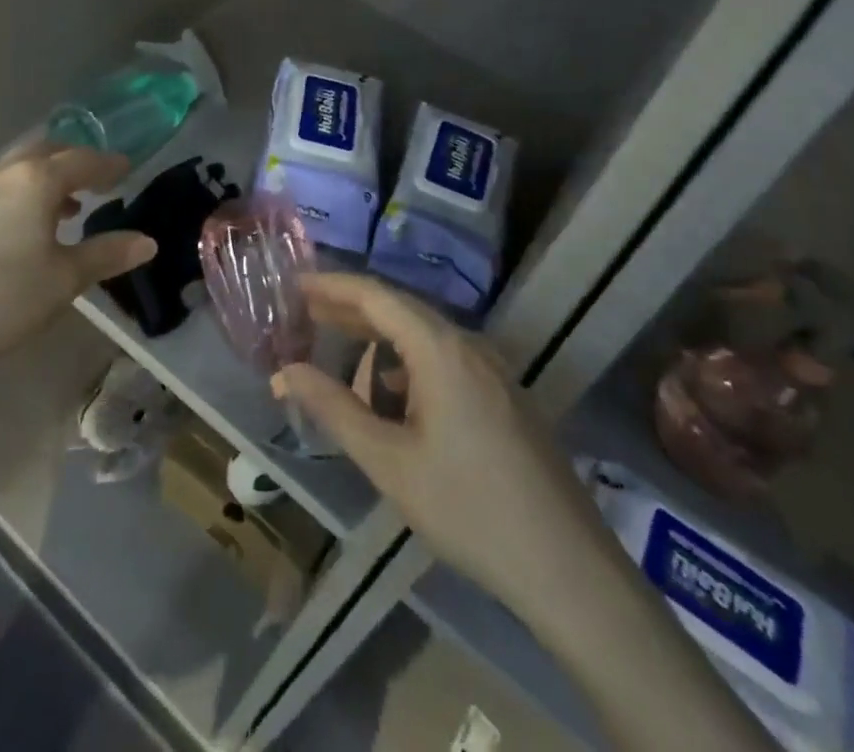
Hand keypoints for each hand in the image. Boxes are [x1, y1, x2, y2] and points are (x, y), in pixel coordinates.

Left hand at [0, 144, 156, 391]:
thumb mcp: (63, 282)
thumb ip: (107, 255)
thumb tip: (147, 241)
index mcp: (35, 182)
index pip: (82, 161)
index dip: (108, 164)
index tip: (126, 167)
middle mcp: (1, 174)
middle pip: (45, 152)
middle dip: (73, 161)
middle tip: (94, 179)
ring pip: (14, 170)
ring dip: (42, 179)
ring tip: (60, 208)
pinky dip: (14, 195)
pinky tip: (13, 229)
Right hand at [272, 273, 607, 614]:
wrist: (568, 569)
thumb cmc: (469, 509)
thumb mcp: (389, 462)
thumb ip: (334, 409)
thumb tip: (285, 371)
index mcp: (440, 348)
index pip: (376, 295)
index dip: (332, 285)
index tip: (293, 284)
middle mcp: (469, 344)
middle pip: (400, 310)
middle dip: (350, 312)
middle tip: (304, 316)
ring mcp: (493, 370)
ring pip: (423, 337)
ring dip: (379, 343)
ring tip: (341, 362)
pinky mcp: (504, 396)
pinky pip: (445, 360)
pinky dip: (408, 366)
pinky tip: (393, 400)